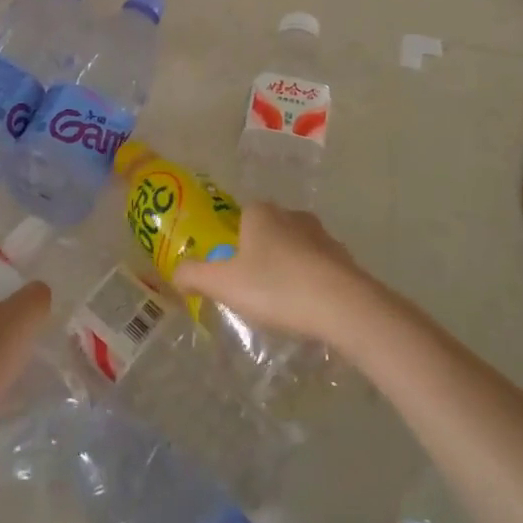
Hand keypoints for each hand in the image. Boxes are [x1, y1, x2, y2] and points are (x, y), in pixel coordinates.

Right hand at [171, 203, 375, 345]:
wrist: (344, 307)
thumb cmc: (276, 287)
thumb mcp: (224, 284)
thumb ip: (194, 275)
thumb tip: (176, 273)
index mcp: (261, 213)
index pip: (240, 216)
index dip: (231, 241)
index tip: (228, 269)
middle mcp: (293, 216)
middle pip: (268, 232)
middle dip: (259, 255)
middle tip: (250, 288)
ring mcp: (324, 236)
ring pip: (295, 249)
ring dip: (287, 269)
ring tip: (279, 303)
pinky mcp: (346, 260)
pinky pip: (319, 268)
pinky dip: (310, 283)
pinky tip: (306, 309)